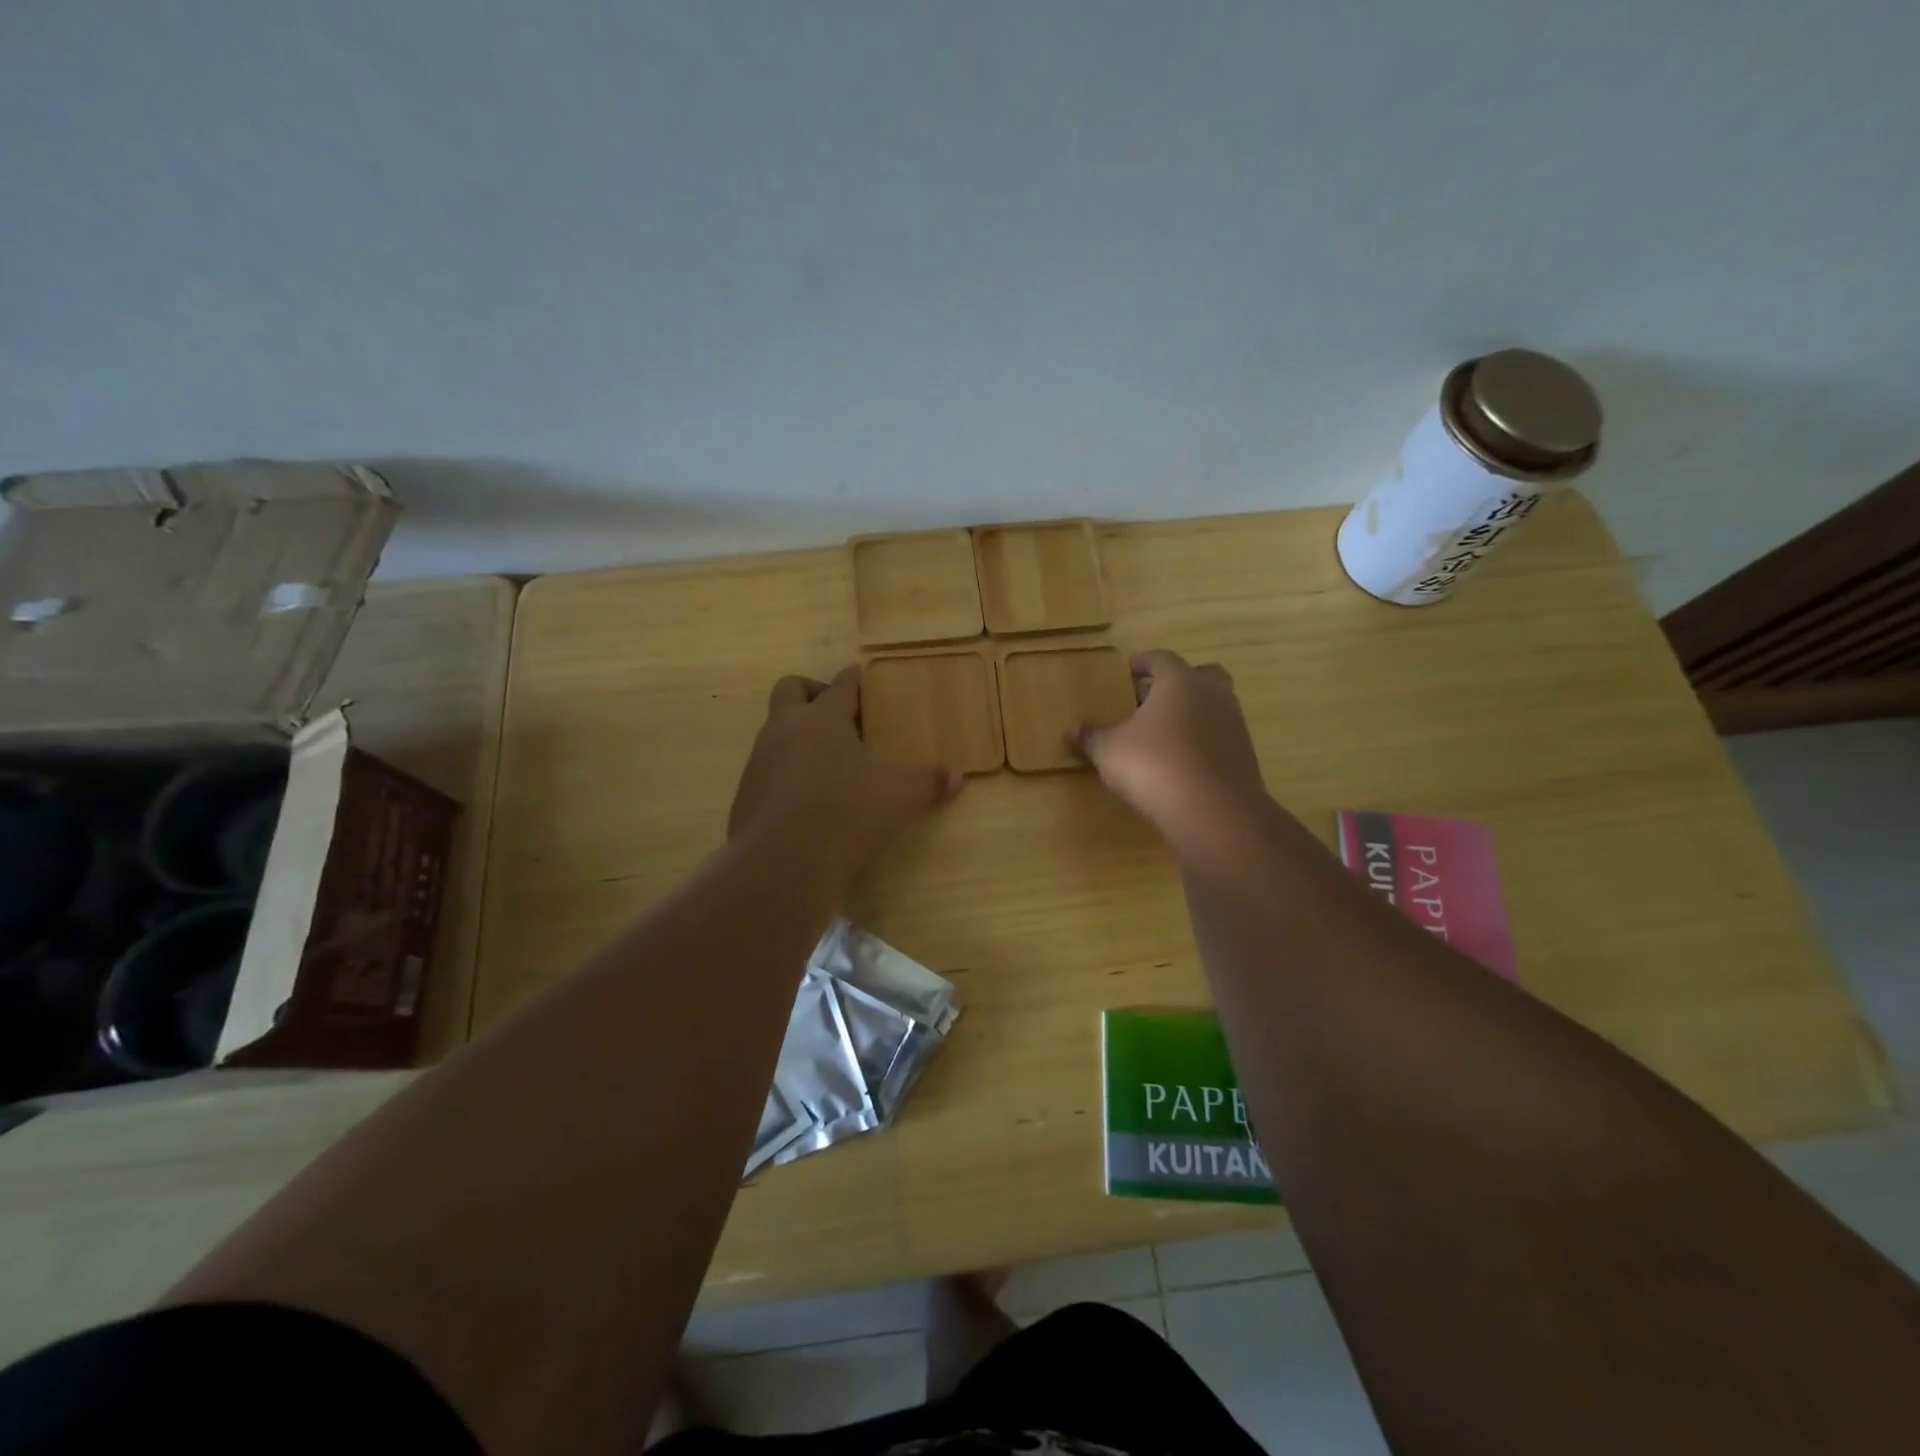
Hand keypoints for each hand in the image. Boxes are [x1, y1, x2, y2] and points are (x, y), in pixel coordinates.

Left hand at [729, 667, 962, 880]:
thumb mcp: (900, 799)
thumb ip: (928, 783)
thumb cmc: (847, 814)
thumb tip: (957, 778)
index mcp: (823, 718)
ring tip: (828, 760)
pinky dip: (786, 770)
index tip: (860, 675)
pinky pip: (767, 767)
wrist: (782, 862)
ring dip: (798, 733)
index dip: (854, 679)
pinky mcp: (746, 792)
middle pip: (791, 689)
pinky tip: (807, 796)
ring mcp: (760, 760)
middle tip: (838, 713)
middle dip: (812, 691)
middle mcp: (785, 729)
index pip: (840, 685)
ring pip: (775, 729)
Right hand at [1073, 650, 1268, 850]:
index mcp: (1179, 681)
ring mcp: (1234, 724)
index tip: (1128, 669)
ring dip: (1191, 712)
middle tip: (1150, 698)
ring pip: (1212, 706)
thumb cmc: (1154, 765)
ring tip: (1163, 732)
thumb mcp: (1109, 751)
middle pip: (1198, 675)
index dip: (1143, 663)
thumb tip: (1072, 730)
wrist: (1213, 811)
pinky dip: (1202, 741)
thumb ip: (1091, 737)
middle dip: (1176, 683)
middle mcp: (1212, 694)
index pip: (1161, 659)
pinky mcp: (1244, 755)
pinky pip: (1219, 736)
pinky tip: (1181, 760)